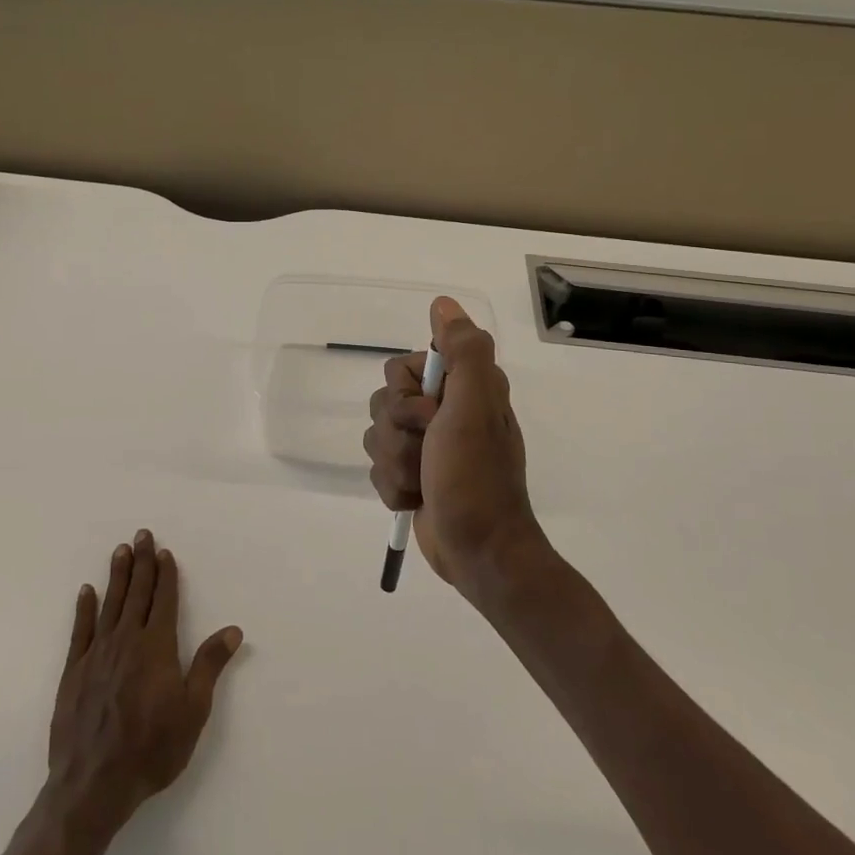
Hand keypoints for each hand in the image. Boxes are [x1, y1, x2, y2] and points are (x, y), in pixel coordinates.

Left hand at [46, 529, 242, 834]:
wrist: (93, 785)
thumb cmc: (152, 749)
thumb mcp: (193, 710)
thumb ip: (209, 665)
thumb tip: (233, 630)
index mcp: (157, 647)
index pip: (163, 600)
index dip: (166, 574)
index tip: (165, 552)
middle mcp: (126, 640)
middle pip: (137, 593)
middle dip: (142, 562)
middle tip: (142, 535)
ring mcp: (96, 654)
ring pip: (110, 604)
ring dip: (117, 576)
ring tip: (120, 551)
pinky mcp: (73, 672)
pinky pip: (80, 630)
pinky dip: (84, 608)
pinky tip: (87, 592)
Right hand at [364, 297, 549, 596]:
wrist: (479, 551)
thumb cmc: (476, 478)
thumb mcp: (474, 408)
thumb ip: (463, 352)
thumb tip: (442, 304)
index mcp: (462, 387)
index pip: (400, 367)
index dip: (405, 394)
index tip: (429, 415)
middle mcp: (444, 409)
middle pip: (382, 402)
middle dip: (397, 435)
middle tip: (429, 452)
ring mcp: (426, 444)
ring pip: (375, 437)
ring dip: (395, 465)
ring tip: (424, 482)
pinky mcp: (413, 474)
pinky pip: (377, 468)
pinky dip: (394, 487)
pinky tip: (418, 499)